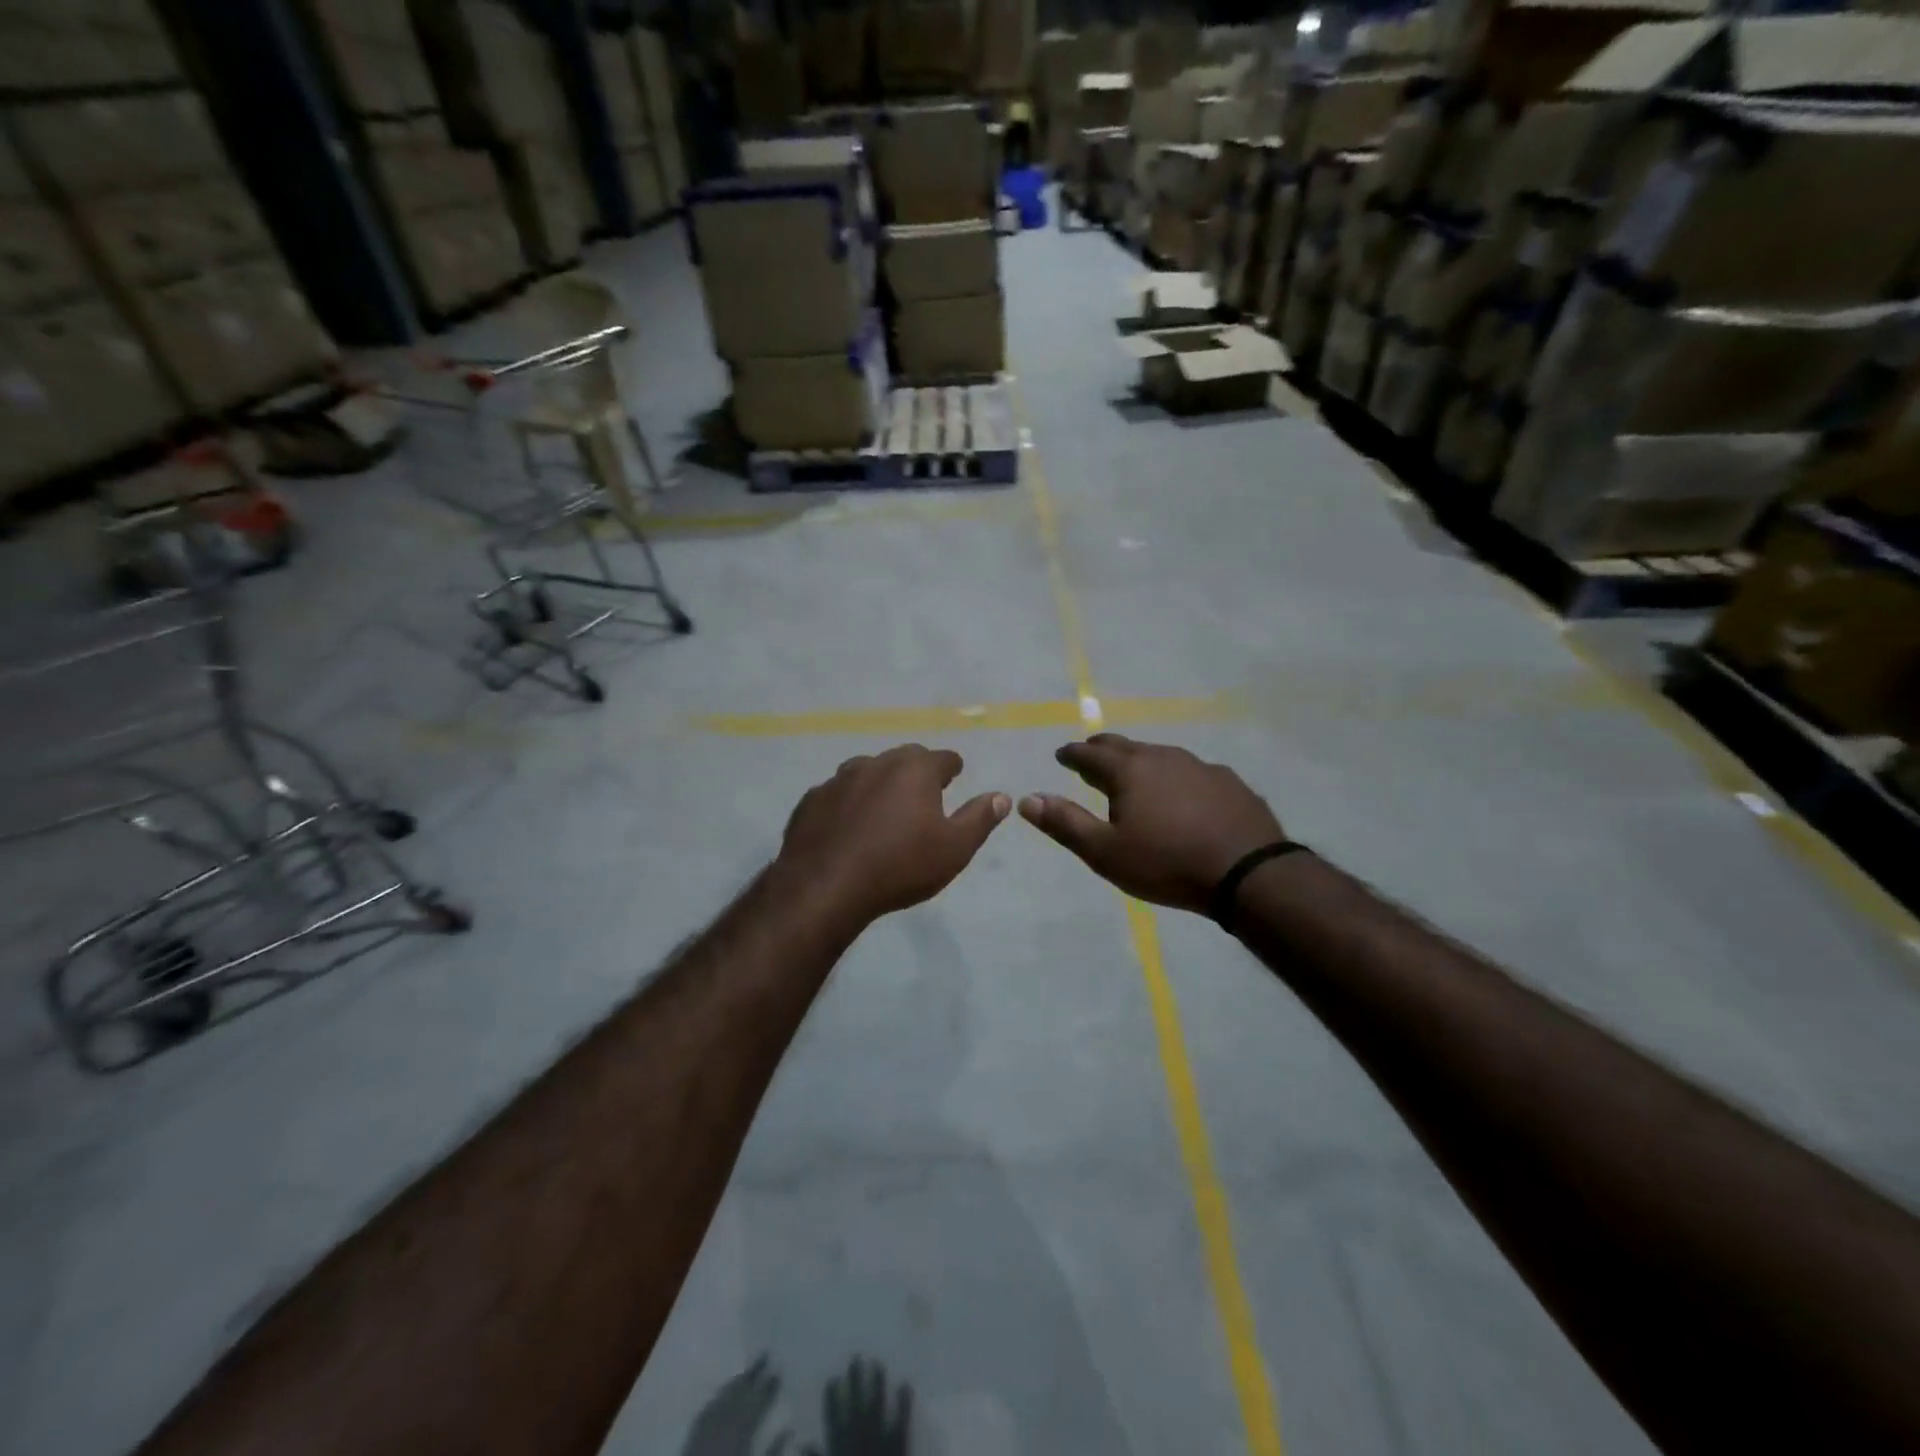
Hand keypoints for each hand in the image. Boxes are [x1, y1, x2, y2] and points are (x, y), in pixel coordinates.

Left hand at [682, 1356, 790, 1455]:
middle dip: (753, 1373)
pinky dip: (719, 1395)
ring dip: (737, 1382)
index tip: (778, 1372)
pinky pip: (709, 1406)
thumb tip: (788, 1429)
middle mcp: (726, 1418)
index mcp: (743, 1427)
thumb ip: (773, 1450)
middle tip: (764, 1355)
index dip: (769, 1386)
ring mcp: (708, 1422)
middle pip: (741, 1390)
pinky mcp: (694, 1431)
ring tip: (747, 1372)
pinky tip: (723, 1393)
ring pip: (725, 1394)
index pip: (759, 1400)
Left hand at [775, 744, 1010, 924]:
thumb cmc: (900, 866)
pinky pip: (837, 795)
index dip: (952, 768)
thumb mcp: (954, 849)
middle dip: (916, 771)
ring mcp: (838, 780)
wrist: (825, 886)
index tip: (954, 776)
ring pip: (867, 772)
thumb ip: (980, 818)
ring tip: (885, 809)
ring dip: (879, 784)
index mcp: (914, 770)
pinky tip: (848, 827)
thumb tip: (1001, 796)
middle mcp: (876, 763)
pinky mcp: (811, 800)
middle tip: (923, 794)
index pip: (943, 758)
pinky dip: (848, 804)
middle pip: (904, 759)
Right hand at [808, 1357, 909, 1455]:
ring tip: (879, 1363)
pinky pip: (903, 1417)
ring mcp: (881, 1437)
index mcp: (840, 1446)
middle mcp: (859, 1436)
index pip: (833, 1417)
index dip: (832, 1398)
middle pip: (856, 1402)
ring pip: (878, 1402)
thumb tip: (802, 1444)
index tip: (832, 1379)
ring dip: (879, 1383)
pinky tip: (906, 1383)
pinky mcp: (900, 1441)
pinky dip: (905, 1400)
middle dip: (856, 1380)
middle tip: (856, 1357)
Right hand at [1021, 734, 1284, 912]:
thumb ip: (1065, 824)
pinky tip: (1181, 793)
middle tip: (1090, 755)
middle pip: (1125, 746)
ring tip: (1133, 774)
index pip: (1090, 754)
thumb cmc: (1167, 863)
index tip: (1061, 755)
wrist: (1248, 874)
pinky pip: (1190, 771)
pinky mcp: (1228, 782)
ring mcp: (1199, 766)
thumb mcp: (1106, 853)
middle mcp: (1162, 758)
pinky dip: (1174, 776)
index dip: (1072, 754)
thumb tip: (1027, 799)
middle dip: (1102, 749)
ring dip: (1140, 761)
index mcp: (1129, 771)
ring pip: (1159, 755)